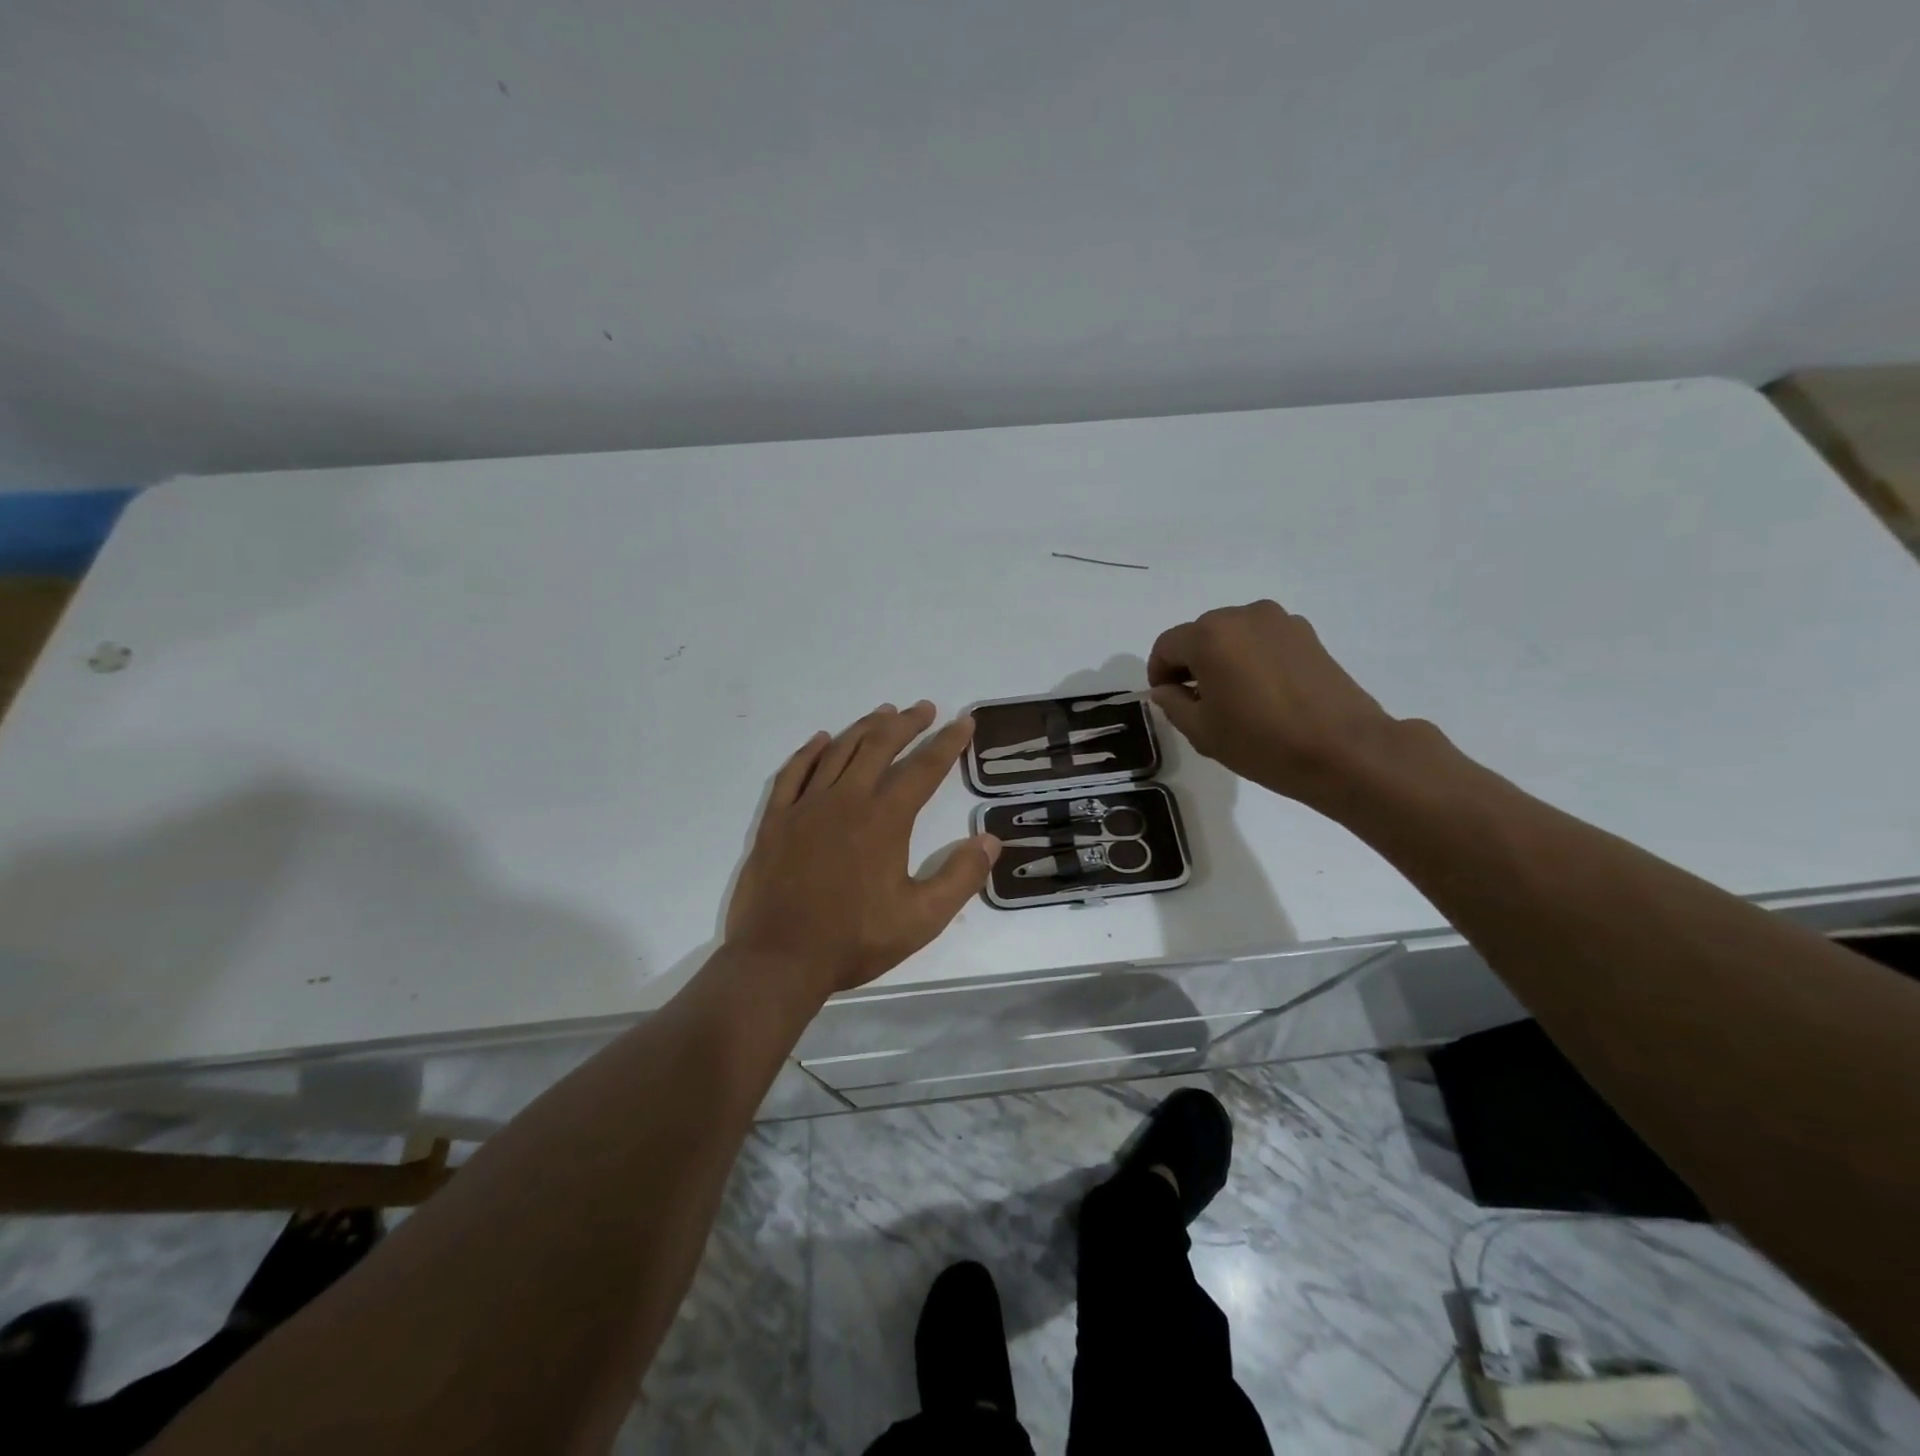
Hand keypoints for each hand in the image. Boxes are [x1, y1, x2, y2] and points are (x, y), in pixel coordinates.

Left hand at [725, 702, 1001, 994]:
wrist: (779, 960)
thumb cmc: (854, 940)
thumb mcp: (922, 919)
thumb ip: (960, 877)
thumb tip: (990, 840)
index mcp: (884, 820)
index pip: (923, 769)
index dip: (947, 743)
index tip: (963, 722)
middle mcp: (846, 800)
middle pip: (880, 747)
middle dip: (906, 724)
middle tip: (924, 708)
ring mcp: (806, 807)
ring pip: (839, 752)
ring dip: (864, 728)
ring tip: (883, 713)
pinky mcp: (776, 821)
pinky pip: (793, 773)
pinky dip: (810, 751)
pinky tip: (821, 739)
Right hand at [1147, 599, 1407, 807]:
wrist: (1345, 750)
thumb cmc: (1262, 742)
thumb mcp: (1202, 731)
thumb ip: (1173, 703)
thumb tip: (1165, 689)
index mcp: (1210, 636)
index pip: (1167, 646)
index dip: (1159, 673)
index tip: (1168, 700)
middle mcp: (1243, 616)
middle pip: (1200, 635)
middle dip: (1192, 663)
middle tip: (1199, 702)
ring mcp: (1279, 621)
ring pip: (1233, 635)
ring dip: (1224, 659)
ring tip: (1235, 698)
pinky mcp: (1307, 634)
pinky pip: (1263, 640)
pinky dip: (1253, 658)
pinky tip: (1264, 693)